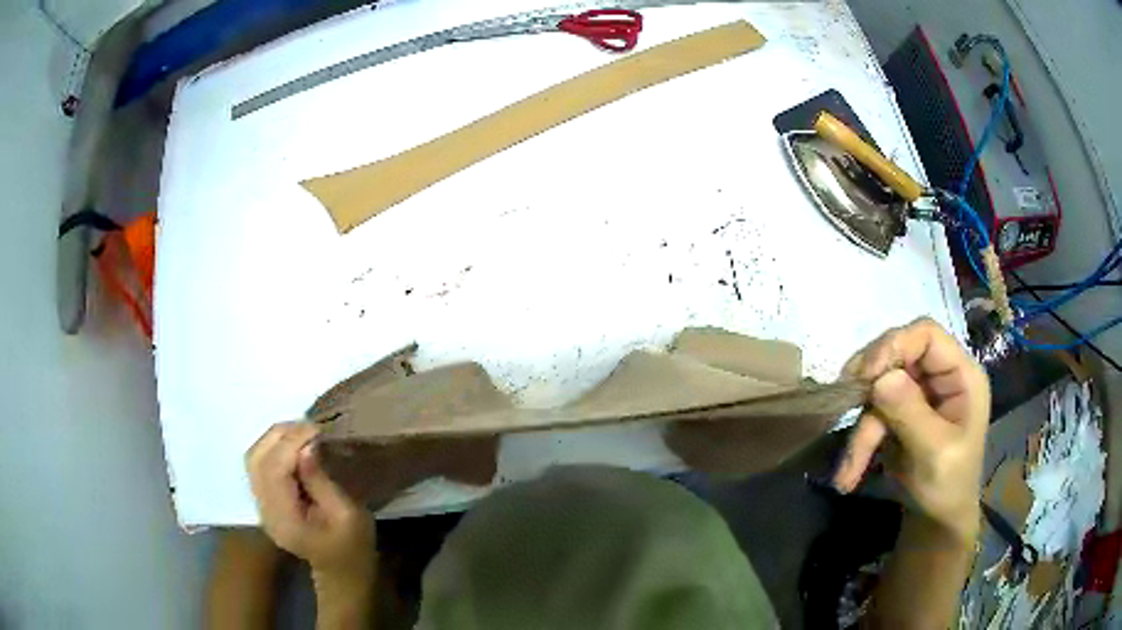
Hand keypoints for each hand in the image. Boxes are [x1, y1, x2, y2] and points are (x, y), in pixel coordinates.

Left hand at [246, 422, 374, 575]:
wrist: (341, 570)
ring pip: (253, 458)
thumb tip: (306, 447)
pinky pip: (259, 463)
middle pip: (256, 460)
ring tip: (302, 432)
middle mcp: (264, 510)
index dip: (290, 443)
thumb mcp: (349, 516)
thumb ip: (322, 482)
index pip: (273, 471)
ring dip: (275, 438)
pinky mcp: (264, 498)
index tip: (317, 429)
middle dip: (280, 435)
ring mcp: (261, 505)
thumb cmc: (352, 546)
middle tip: (310, 426)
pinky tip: (293, 444)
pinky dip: (273, 447)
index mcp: (285, 520)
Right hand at [833, 318, 989, 540]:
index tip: (866, 374)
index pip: (926, 335)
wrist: (937, 522)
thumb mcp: (935, 453)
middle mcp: (939, 376)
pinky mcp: (900, 414)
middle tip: (844, 403)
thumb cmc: (948, 487)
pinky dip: (858, 444)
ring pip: (878, 391)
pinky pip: (872, 415)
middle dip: (870, 387)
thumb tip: (880, 378)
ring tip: (847, 472)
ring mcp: (919, 395)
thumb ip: (911, 413)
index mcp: (961, 375)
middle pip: (897, 357)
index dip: (895, 344)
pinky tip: (848, 474)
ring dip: (860, 430)